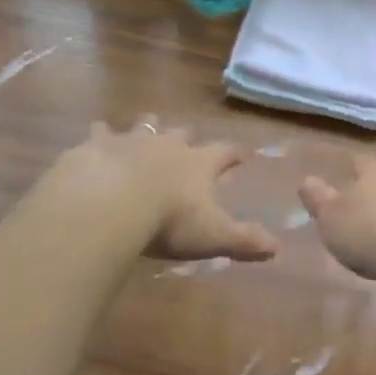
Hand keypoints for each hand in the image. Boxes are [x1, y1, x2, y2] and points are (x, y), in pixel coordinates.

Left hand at [45, 121, 279, 263]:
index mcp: (199, 163)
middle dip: (185, 136)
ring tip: (146, 127)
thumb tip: (279, 249)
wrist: (111, 201)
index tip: (242, 154)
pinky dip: (100, 134)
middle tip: (186, 139)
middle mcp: (169, 144)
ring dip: (147, 127)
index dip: (235, 154)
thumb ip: (244, 240)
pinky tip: (96, 134)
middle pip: (182, 133)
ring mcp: (133, 140)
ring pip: (145, 125)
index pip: (225, 152)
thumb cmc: (169, 220)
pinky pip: (100, 132)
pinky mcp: (99, 145)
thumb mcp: (213, 235)